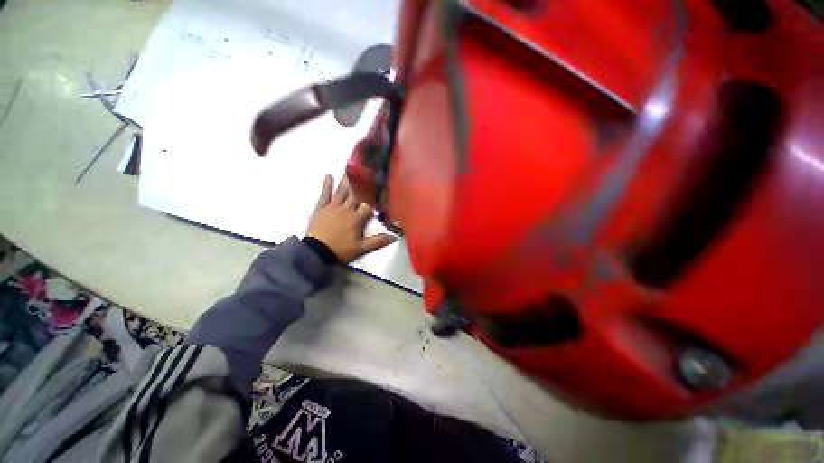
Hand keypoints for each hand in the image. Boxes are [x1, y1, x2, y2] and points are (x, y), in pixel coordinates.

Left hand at [306, 174, 396, 262]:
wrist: (317, 252)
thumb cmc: (340, 249)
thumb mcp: (361, 248)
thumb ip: (377, 241)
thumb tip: (394, 237)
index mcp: (357, 218)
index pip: (369, 205)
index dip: (375, 198)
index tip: (381, 188)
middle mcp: (346, 209)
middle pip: (356, 194)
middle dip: (363, 184)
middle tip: (367, 170)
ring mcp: (333, 207)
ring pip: (342, 191)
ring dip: (347, 180)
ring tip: (351, 167)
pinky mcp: (321, 208)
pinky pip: (325, 194)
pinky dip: (327, 185)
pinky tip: (329, 175)